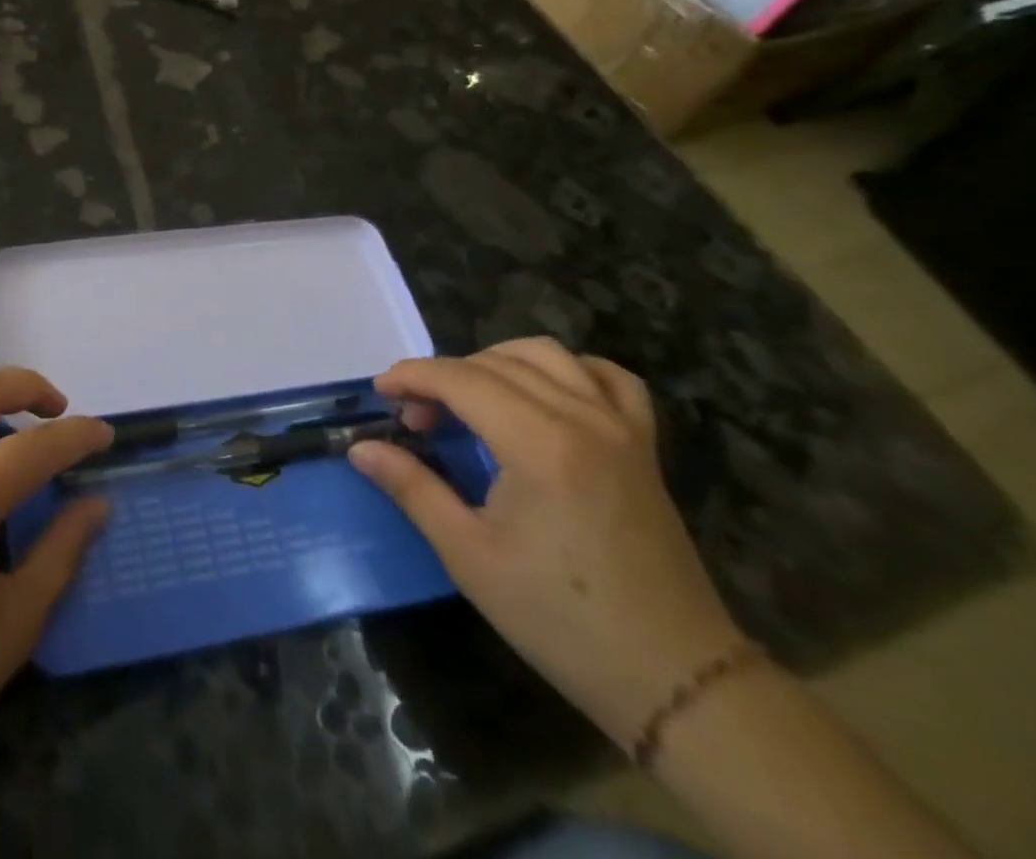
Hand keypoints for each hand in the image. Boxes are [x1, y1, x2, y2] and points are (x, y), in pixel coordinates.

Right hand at [348, 338, 744, 748]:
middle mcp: (582, 419)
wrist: (673, 678)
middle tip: (417, 419)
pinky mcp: (643, 446)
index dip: (412, 376)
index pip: (460, 379)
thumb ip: (412, 488)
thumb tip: (361, 449)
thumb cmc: (560, 619)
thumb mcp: (469, 556)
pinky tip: (545, 394)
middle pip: (496, 362)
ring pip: (548, 356)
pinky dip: (568, 371)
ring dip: (497, 362)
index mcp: (538, 444)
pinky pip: (608, 379)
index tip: (380, 392)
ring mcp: (620, 428)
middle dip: (444, 376)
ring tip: (470, 398)